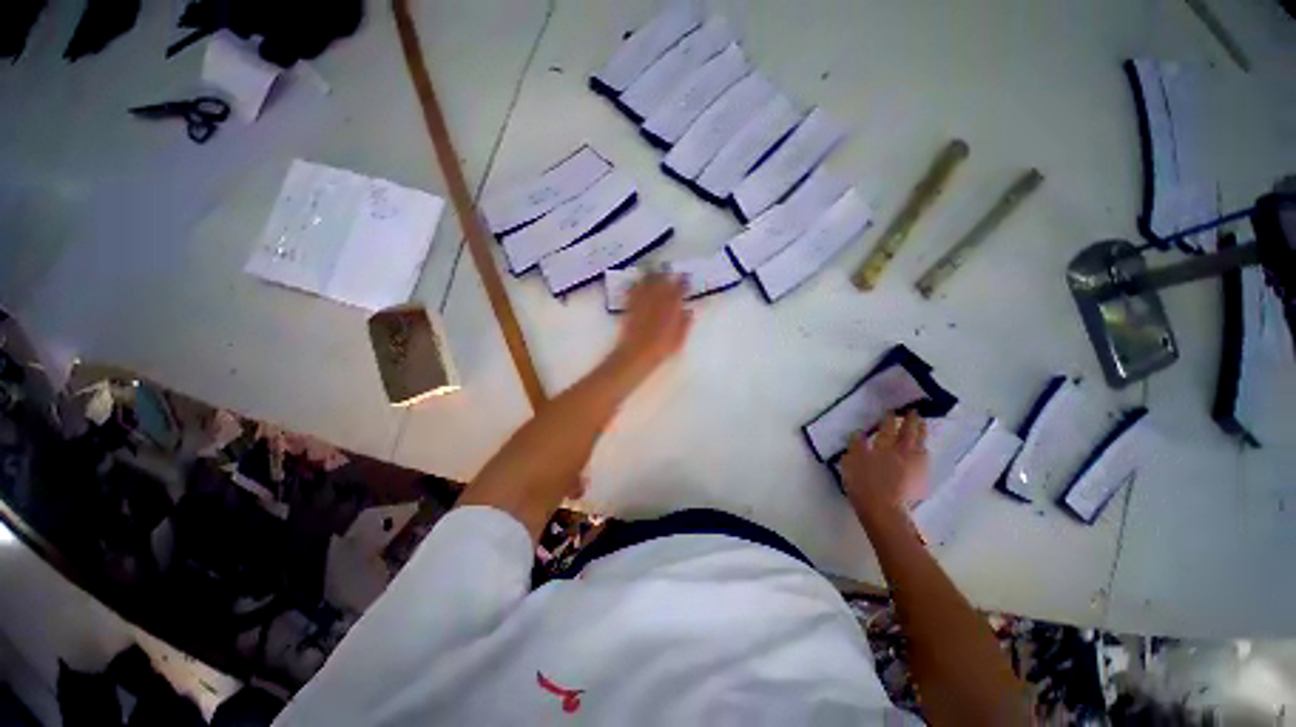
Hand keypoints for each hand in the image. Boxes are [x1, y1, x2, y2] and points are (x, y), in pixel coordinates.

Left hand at [610, 273, 693, 377]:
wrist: (636, 354)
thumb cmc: (660, 349)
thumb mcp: (679, 339)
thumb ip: (685, 323)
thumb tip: (688, 311)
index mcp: (671, 306)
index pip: (679, 288)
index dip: (682, 282)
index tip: (685, 280)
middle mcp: (656, 299)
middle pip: (661, 279)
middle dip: (666, 276)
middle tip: (669, 275)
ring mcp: (642, 301)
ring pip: (647, 281)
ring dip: (652, 276)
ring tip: (654, 274)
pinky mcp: (630, 305)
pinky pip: (633, 289)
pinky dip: (637, 285)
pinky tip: (638, 284)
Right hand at [840, 410, 928, 516]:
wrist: (883, 509)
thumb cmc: (862, 484)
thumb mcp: (850, 462)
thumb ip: (856, 445)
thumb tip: (860, 433)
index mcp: (883, 446)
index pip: (887, 428)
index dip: (889, 418)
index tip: (891, 411)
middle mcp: (901, 452)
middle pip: (909, 433)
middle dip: (912, 421)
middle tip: (914, 412)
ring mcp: (913, 465)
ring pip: (920, 445)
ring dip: (922, 434)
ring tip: (922, 427)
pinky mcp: (919, 478)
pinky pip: (924, 459)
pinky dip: (923, 451)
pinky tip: (923, 451)